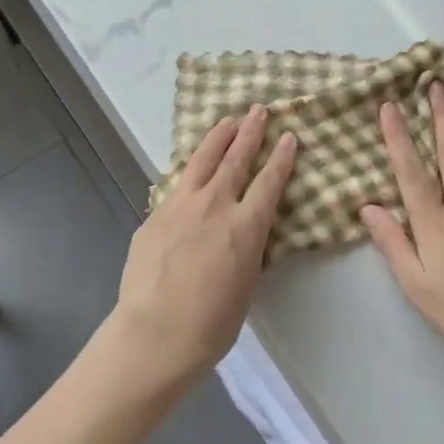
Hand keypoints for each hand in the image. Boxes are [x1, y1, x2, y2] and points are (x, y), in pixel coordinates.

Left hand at [114, 105, 296, 386]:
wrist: (156, 333)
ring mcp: (179, 207)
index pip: (269, 181)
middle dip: (249, 133)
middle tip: (258, 111)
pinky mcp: (154, 217)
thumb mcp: (247, 283)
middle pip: (235, 160)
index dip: (281, 157)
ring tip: (227, 121)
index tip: (289, 136)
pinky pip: (176, 185)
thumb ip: (248, 248)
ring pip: (201, 162)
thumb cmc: (213, 322)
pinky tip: (191, 168)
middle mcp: (214, 206)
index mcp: (245, 226)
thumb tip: (246, 231)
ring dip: (217, 139)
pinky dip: (190, 171)